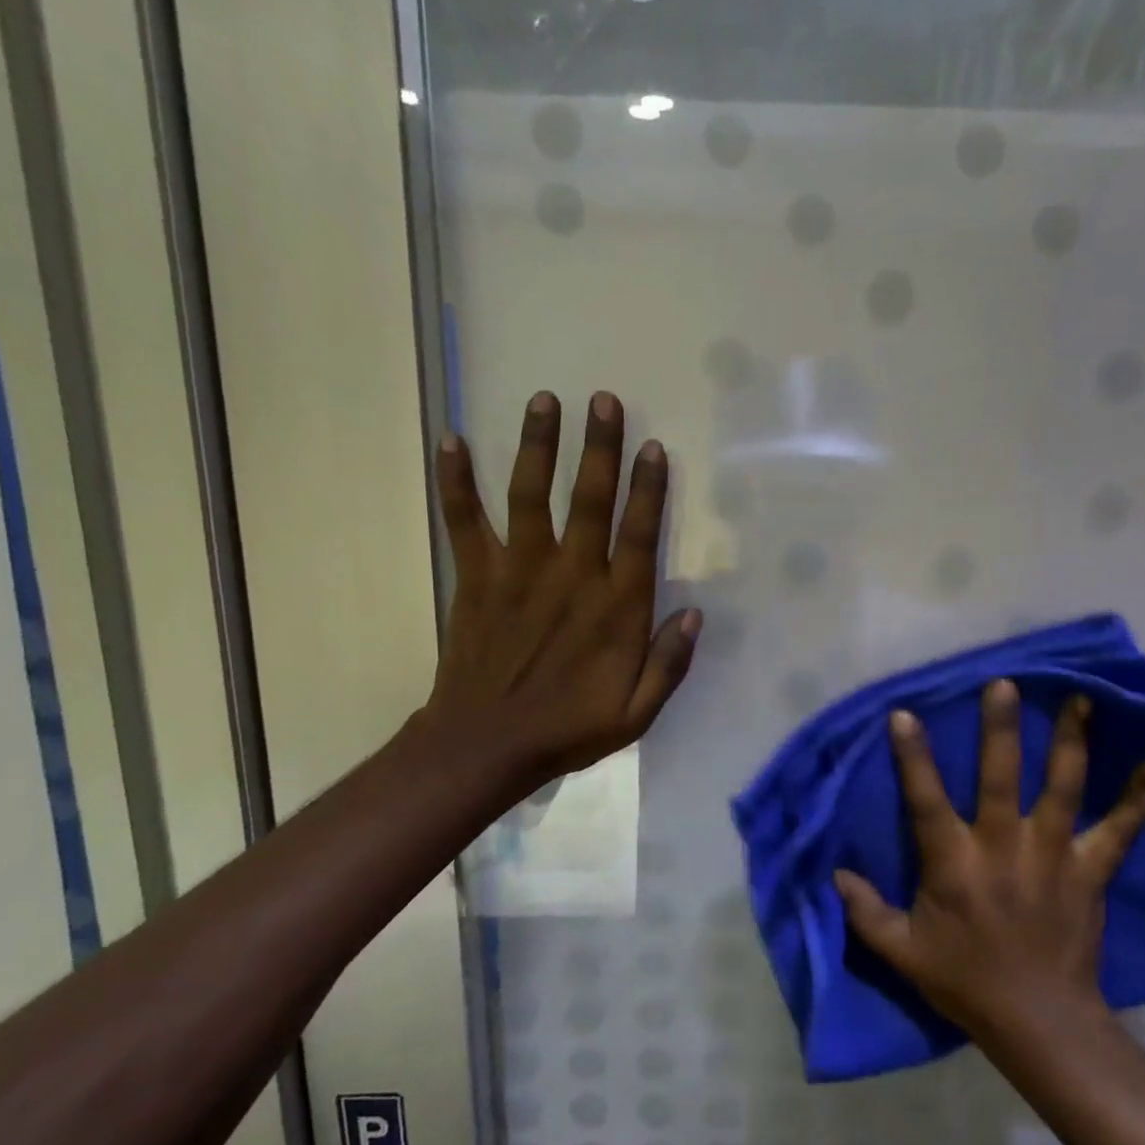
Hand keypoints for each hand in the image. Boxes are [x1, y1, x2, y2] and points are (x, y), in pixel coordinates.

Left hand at [423, 390, 698, 803]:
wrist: (486, 745)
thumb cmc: (569, 728)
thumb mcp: (636, 712)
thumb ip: (669, 664)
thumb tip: (694, 615)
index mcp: (614, 608)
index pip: (638, 535)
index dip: (648, 489)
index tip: (654, 447)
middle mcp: (571, 576)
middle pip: (589, 500)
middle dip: (599, 448)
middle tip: (603, 400)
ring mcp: (519, 571)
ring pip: (531, 496)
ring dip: (538, 446)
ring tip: (544, 400)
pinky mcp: (477, 578)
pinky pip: (465, 521)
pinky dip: (456, 482)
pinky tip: (450, 440)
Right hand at [835, 680, 1144, 1045]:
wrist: (1040, 1022)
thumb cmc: (966, 982)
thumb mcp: (902, 953)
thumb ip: (865, 912)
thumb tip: (835, 875)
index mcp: (955, 864)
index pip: (927, 800)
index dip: (914, 757)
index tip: (906, 714)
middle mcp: (1004, 848)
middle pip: (1002, 778)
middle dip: (1001, 729)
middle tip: (1005, 683)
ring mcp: (1052, 856)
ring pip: (1062, 789)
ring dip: (1070, 742)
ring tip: (1080, 699)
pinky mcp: (1090, 873)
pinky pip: (1119, 831)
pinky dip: (1136, 799)